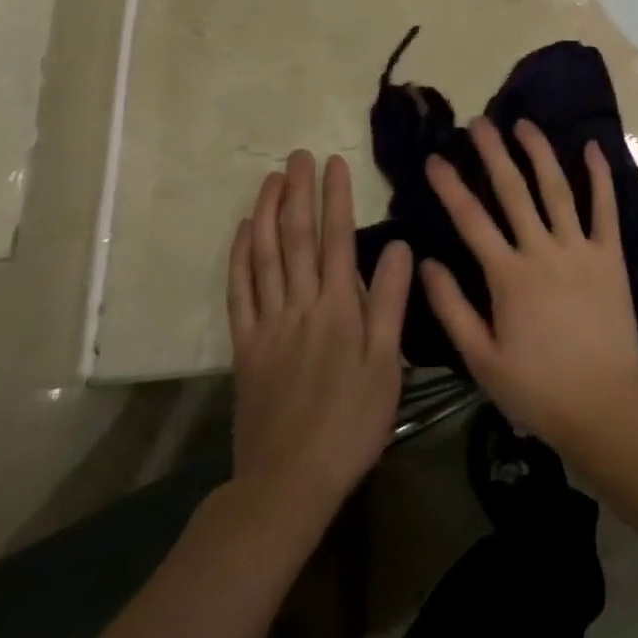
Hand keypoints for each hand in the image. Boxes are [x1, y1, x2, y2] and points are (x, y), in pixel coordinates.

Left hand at [226, 151, 412, 523]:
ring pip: (264, 257)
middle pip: (297, 238)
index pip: (337, 239)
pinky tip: (244, 233)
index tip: (335, 162)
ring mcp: (267, 324)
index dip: (336, 197)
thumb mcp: (386, 365)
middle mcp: (300, 305)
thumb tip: (399, 246)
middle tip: (298, 155)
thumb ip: (389, 302)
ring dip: (268, 213)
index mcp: (338, 308)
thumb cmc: (351, 423)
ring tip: (271, 179)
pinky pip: (239, 292)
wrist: (290, 481)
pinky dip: (240, 257)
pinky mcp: (245, 347)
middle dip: (298, 192)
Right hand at [420, 119, 637, 457]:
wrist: (603, 405)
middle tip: (479, 122)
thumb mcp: (481, 359)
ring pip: (557, 189)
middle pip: (513, 191)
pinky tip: (592, 148)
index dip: (450, 187)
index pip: (471, 220)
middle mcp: (542, 251)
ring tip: (524, 124)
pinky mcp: (610, 256)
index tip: (435, 158)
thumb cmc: (537, 388)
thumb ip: (452, 309)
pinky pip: (605, 209)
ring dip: (539, 153)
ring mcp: (580, 249)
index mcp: (508, 276)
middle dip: (493, 153)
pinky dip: (600, 176)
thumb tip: (426, 263)